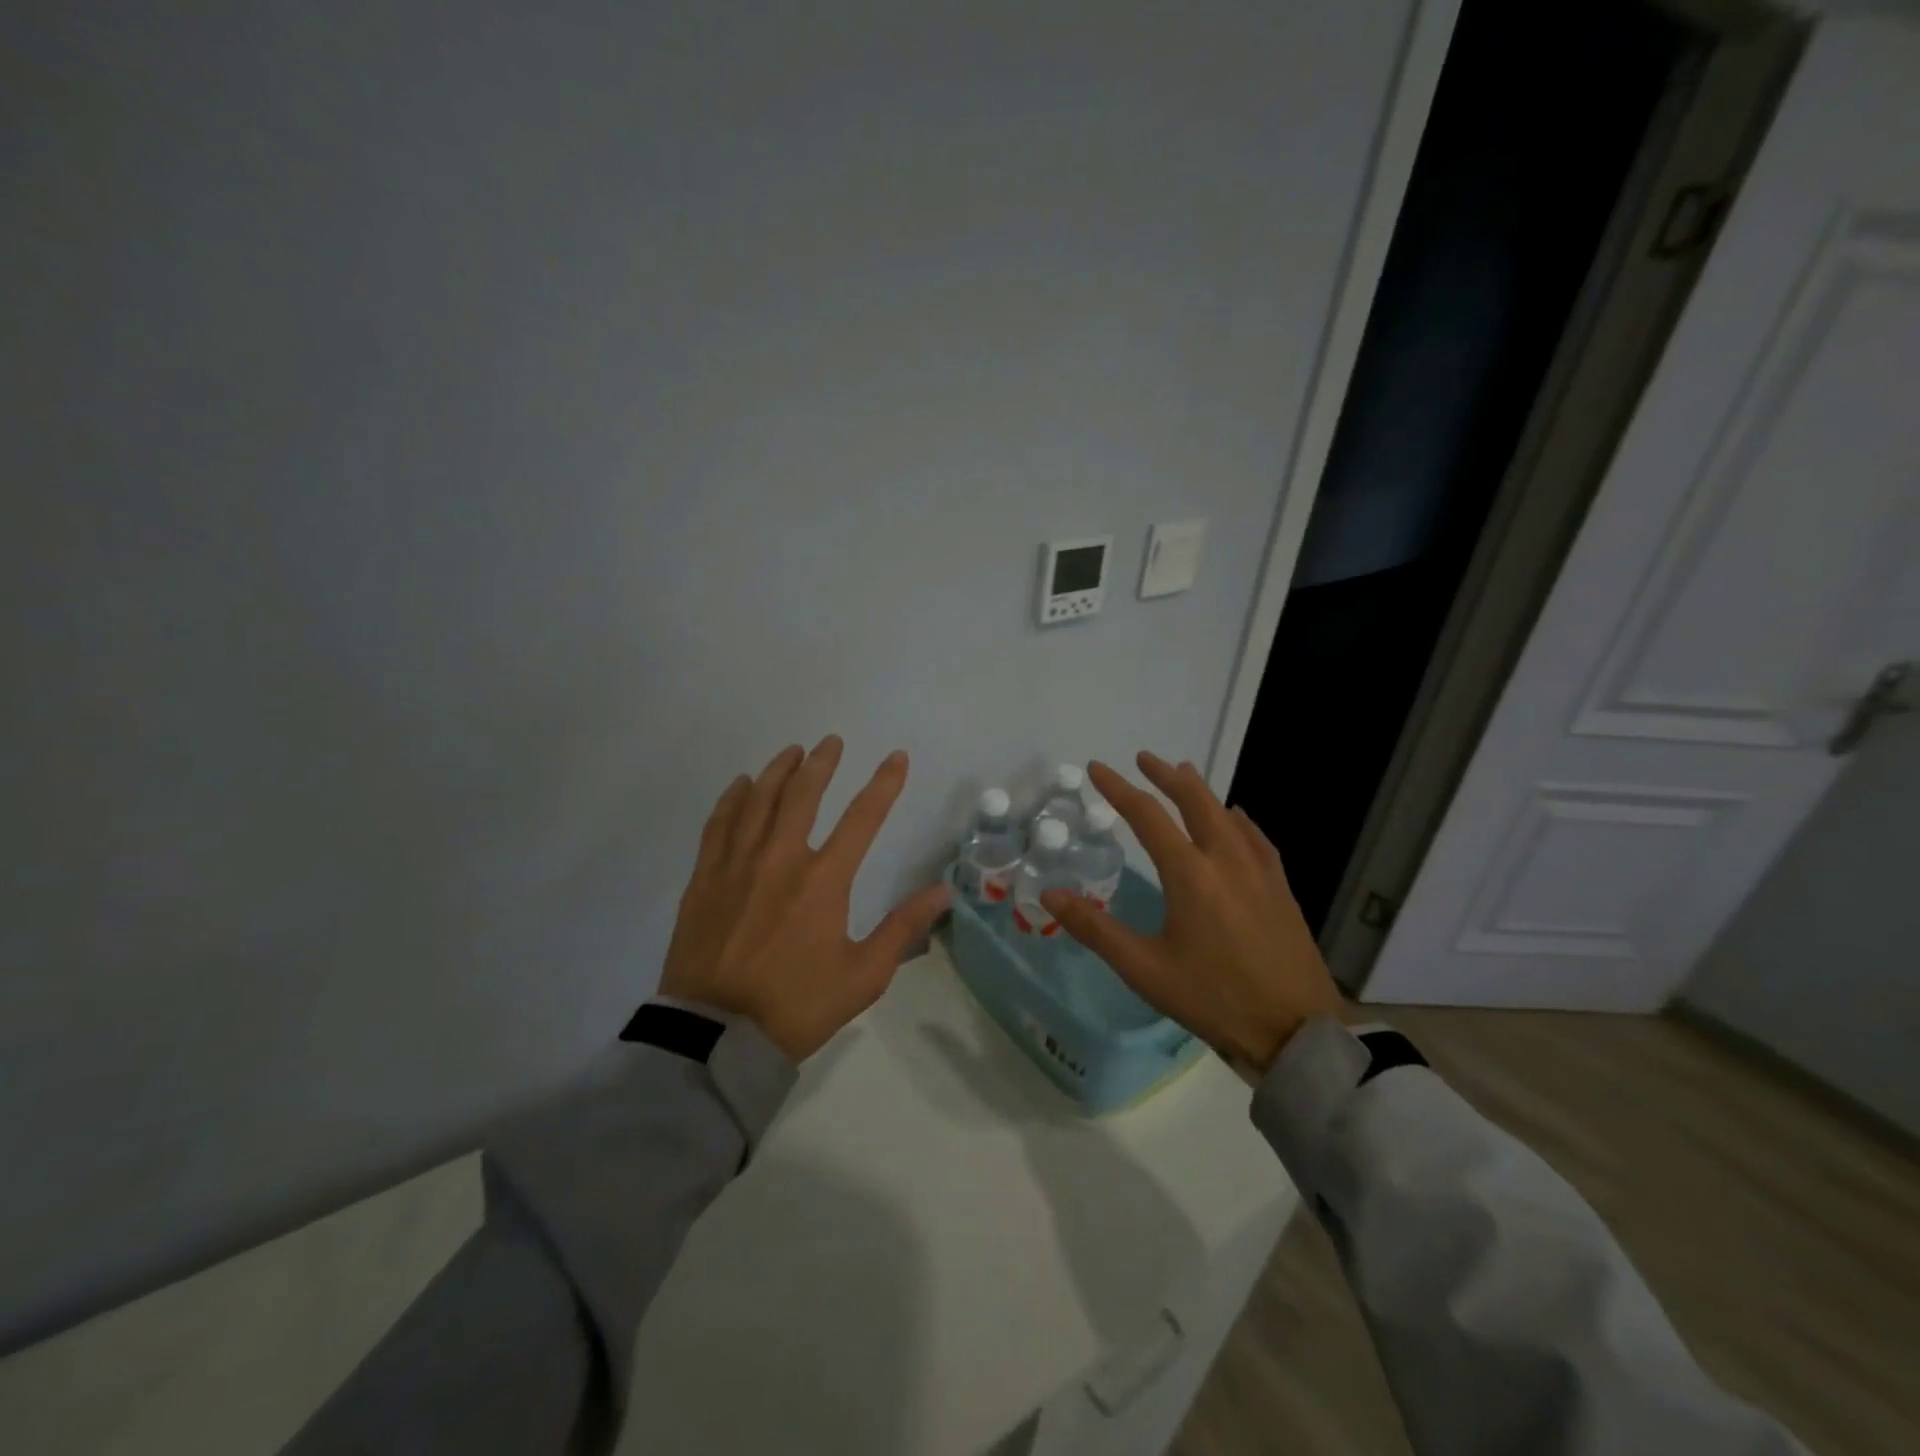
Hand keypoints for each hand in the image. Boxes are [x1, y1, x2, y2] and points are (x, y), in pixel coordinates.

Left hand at [660, 736, 950, 1062]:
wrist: (717, 1037)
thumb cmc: (797, 1006)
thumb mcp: (863, 975)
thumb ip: (903, 928)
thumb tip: (944, 893)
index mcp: (824, 880)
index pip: (862, 818)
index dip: (884, 784)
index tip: (896, 758)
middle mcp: (780, 859)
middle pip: (803, 795)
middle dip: (821, 763)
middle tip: (831, 742)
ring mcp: (737, 865)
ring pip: (758, 800)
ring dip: (778, 771)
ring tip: (792, 752)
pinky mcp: (705, 879)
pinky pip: (719, 824)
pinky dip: (732, 799)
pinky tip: (741, 785)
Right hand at [1040, 752, 1344, 1073]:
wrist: (1296, 1030)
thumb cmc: (1214, 999)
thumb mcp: (1145, 970)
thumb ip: (1095, 929)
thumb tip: (1050, 894)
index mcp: (1189, 874)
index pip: (1147, 816)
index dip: (1118, 789)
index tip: (1096, 769)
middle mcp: (1226, 860)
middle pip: (1194, 801)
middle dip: (1166, 775)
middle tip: (1144, 758)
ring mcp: (1260, 871)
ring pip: (1227, 814)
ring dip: (1201, 791)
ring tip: (1185, 773)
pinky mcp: (1281, 888)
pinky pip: (1255, 837)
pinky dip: (1237, 819)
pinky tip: (1238, 819)